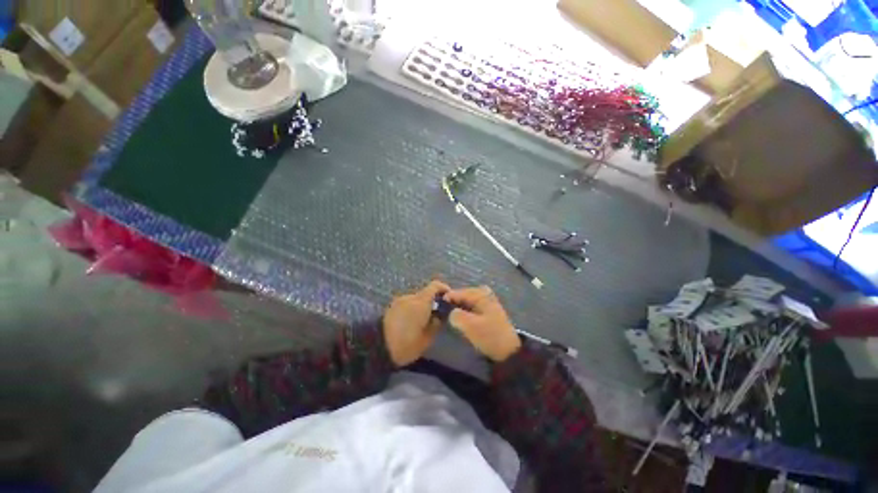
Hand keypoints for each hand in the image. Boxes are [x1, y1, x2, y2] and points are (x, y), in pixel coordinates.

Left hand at [383, 280, 450, 366]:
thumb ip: (437, 323)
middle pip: (425, 293)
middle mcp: (410, 296)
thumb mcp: (427, 338)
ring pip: (415, 299)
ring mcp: (399, 301)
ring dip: (422, 306)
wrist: (376, 348)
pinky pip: (407, 304)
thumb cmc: (406, 344)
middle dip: (433, 301)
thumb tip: (441, 315)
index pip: (435, 285)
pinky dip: (412, 309)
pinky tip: (412, 322)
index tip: (449, 298)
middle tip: (437, 315)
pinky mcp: (391, 307)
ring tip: (423, 321)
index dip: (444, 288)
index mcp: (420, 302)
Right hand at [444, 286, 520, 361]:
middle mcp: (484, 294)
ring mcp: (487, 302)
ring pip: (467, 301)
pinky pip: (472, 307)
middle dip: (453, 302)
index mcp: (481, 294)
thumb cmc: (489, 336)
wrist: (508, 351)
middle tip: (443, 311)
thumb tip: (450, 312)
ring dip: (459, 307)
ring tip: (450, 316)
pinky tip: (461, 319)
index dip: (447, 298)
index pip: (459, 292)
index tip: (437, 306)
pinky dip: (465, 311)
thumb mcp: (470, 325)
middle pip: (463, 295)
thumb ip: (456, 315)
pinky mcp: (487, 312)